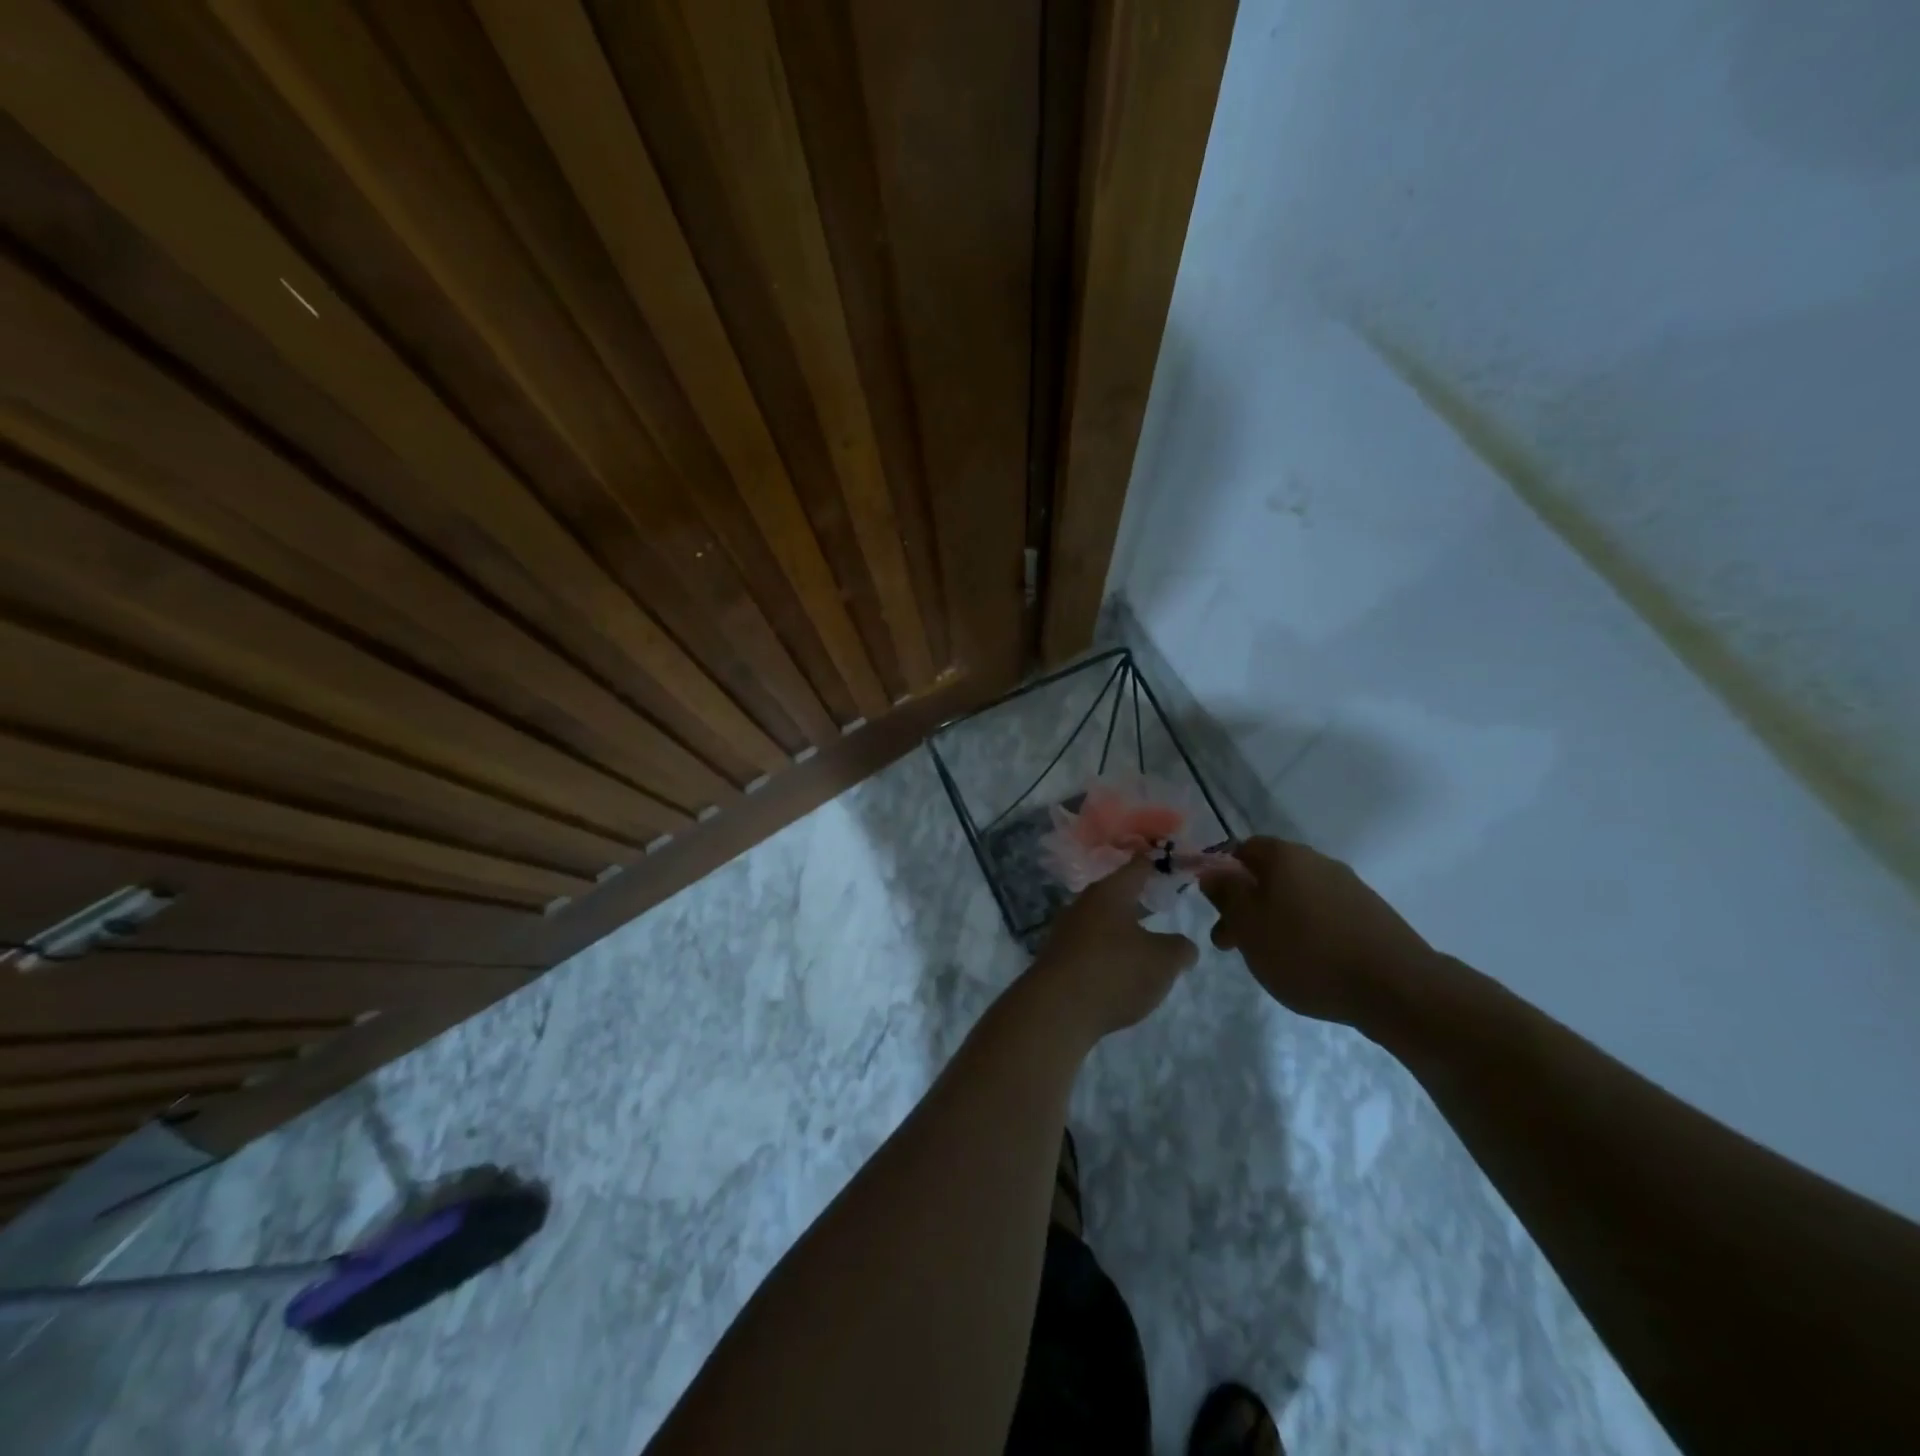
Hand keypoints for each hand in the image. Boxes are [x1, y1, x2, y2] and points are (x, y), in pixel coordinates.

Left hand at [1028, 859, 1197, 1044]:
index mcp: (1110, 893)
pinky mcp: (1057, 958)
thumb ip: (1180, 948)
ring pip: (1101, 921)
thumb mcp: (1163, 961)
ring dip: (1121, 928)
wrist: (1056, 1010)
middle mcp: (1083, 904)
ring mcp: (1066, 931)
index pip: (1137, 867)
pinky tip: (1119, 969)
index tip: (1170, 862)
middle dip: (1137, 898)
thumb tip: (1184, 946)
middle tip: (1161, 903)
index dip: (1156, 864)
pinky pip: (1089, 946)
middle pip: (1115, 894)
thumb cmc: (1115, 972)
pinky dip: (1106, 952)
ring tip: (1145, 940)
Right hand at [1197, 837, 1436, 1024]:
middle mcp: (1318, 861)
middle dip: (1246, 905)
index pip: (1243, 849)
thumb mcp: (1248, 925)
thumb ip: (1225, 894)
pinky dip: (1307, 931)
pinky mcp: (1372, 915)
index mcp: (1285, 856)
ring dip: (1276, 920)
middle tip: (1232, 944)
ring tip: (1270, 958)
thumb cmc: (1306, 952)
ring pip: (1297, 896)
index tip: (1215, 908)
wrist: (1396, 987)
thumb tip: (1212, 872)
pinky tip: (1308, 962)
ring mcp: (1349, 887)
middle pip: (1270, 875)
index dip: (1223, 874)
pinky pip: (1325, 914)